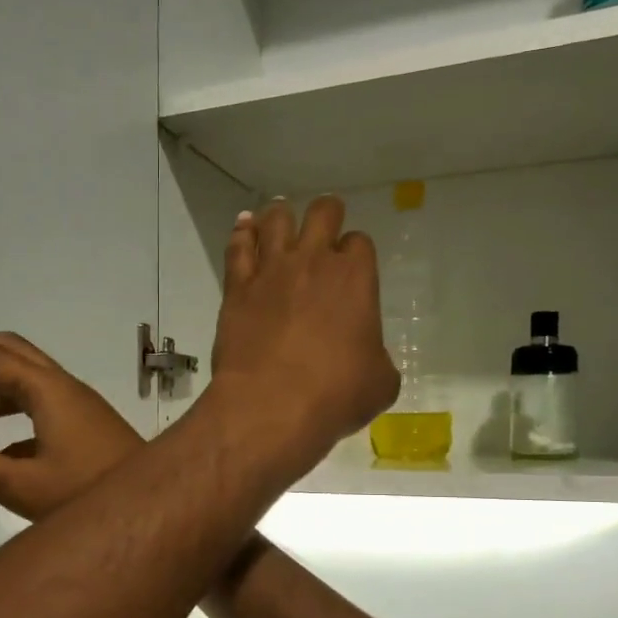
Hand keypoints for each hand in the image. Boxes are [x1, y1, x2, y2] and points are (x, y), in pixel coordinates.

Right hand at [0, 332, 141, 520]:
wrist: (155, 510)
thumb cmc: (89, 496)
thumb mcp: (23, 487)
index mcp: (47, 390)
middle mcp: (63, 387)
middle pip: (7, 353)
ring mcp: (78, 405)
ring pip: (23, 383)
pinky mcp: (86, 425)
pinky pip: (38, 407)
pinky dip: (9, 418)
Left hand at [208, 197, 397, 467]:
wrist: (270, 406)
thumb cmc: (335, 395)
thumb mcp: (379, 382)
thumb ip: (377, 357)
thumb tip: (366, 358)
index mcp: (356, 278)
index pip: (359, 243)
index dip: (355, 253)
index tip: (351, 268)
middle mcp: (313, 262)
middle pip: (322, 212)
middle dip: (327, 215)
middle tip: (323, 228)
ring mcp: (271, 271)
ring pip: (275, 219)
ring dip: (281, 216)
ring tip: (280, 220)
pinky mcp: (237, 289)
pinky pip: (238, 247)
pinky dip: (242, 233)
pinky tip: (244, 227)